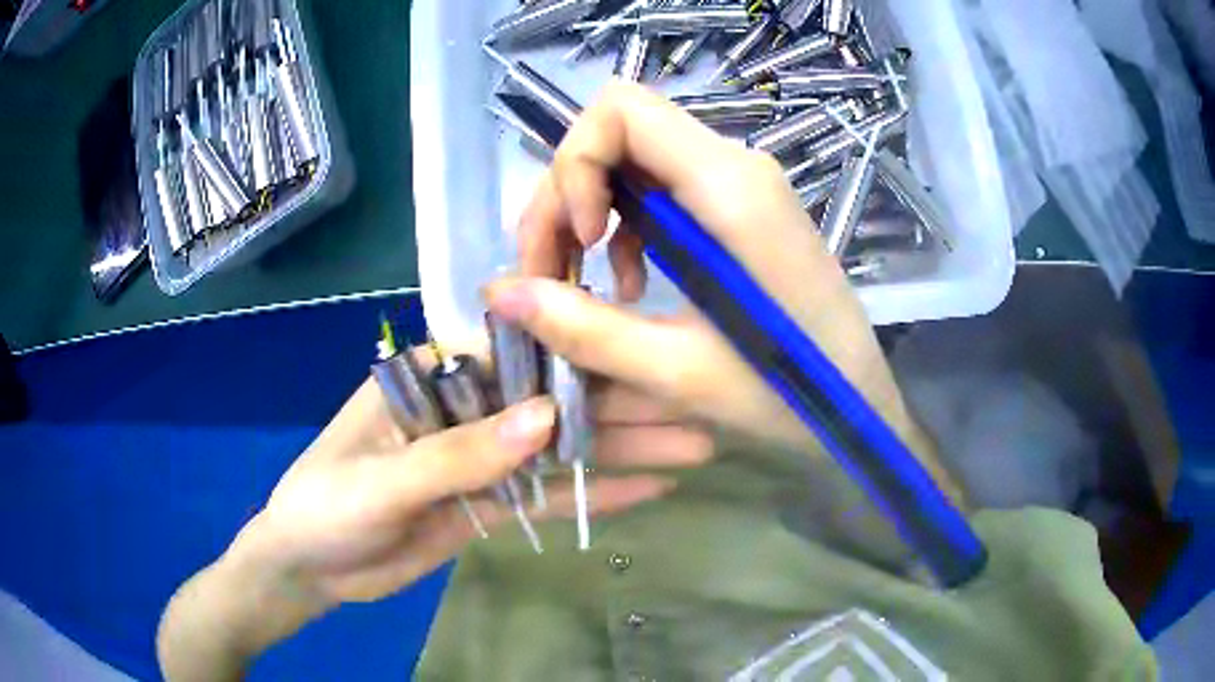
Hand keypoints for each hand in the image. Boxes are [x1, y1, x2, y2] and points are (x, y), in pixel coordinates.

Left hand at [230, 371, 672, 607]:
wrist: (309, 569)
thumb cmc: (324, 508)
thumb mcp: (381, 481)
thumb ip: (459, 454)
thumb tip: (546, 416)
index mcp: (431, 378)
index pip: (516, 350)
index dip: (582, 350)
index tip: (651, 354)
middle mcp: (464, 406)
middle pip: (551, 401)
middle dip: (621, 407)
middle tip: (696, 411)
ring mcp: (480, 457)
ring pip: (558, 449)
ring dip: (621, 450)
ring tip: (692, 448)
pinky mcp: (488, 503)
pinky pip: (545, 494)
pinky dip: (591, 492)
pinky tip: (646, 488)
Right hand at [486, 82, 923, 457]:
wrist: (862, 407)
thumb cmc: (791, 395)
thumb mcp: (679, 374)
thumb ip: (584, 328)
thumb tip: (498, 291)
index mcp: (728, 188)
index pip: (620, 110)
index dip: (574, 163)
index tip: (577, 241)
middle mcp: (733, 166)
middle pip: (615, 134)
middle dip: (564, 199)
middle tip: (548, 279)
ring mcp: (738, 184)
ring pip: (629, 162)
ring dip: (586, 218)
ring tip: (583, 290)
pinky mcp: (738, 209)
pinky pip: (657, 191)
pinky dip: (622, 231)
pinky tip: (630, 287)